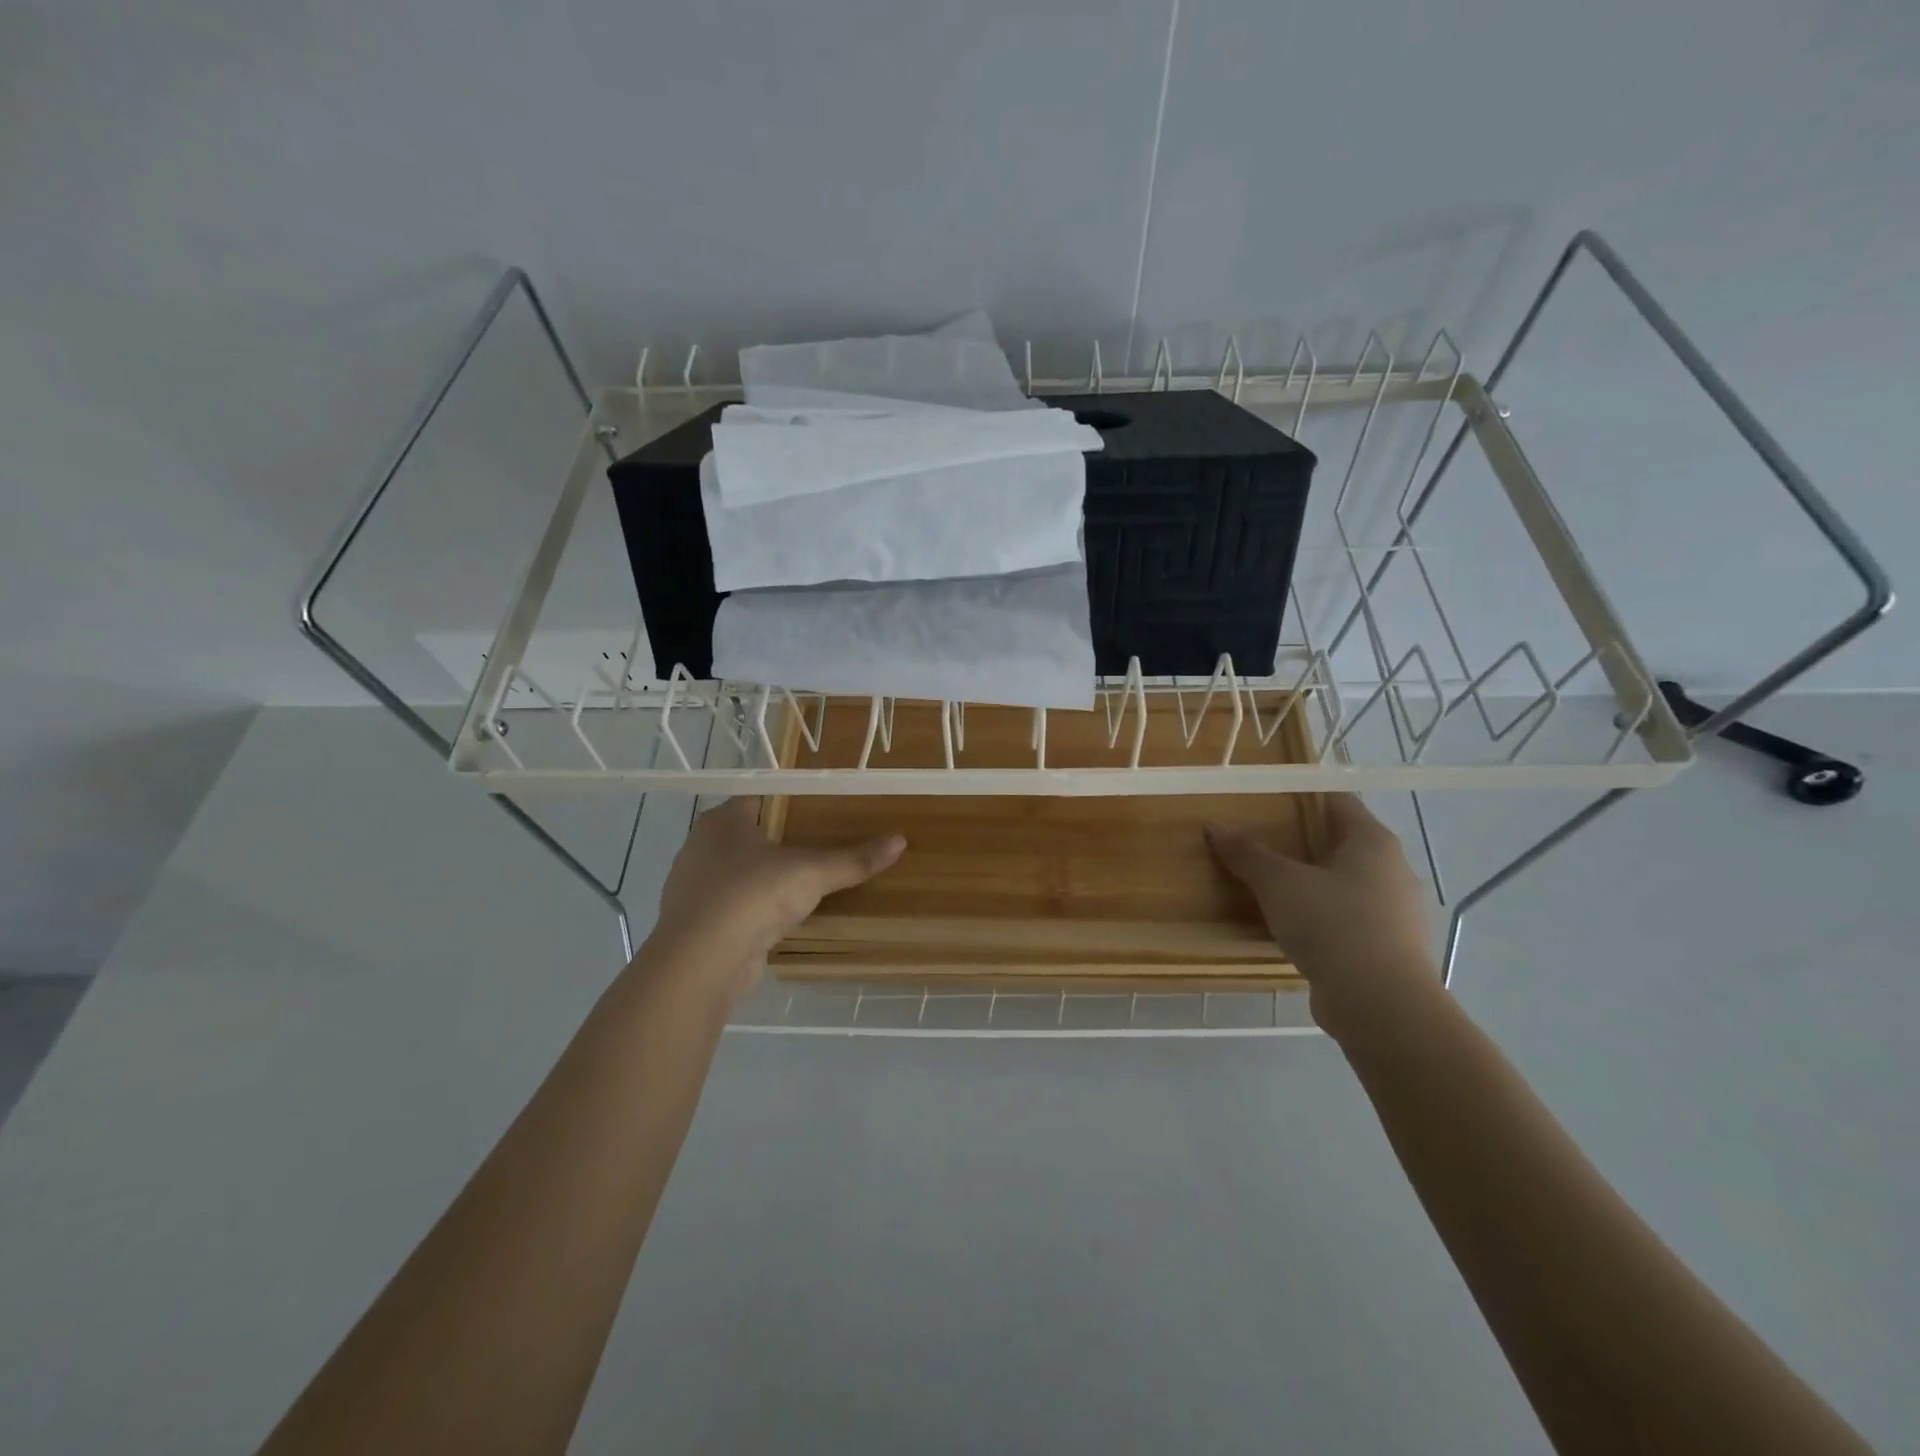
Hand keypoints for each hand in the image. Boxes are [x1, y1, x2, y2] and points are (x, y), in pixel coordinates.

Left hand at [651, 798, 904, 993]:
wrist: (701, 962)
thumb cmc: (752, 896)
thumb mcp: (811, 873)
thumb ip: (853, 859)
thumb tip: (900, 841)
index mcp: (722, 820)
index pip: (757, 796)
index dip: (787, 799)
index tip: (820, 805)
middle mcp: (702, 846)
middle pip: (747, 833)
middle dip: (779, 838)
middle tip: (821, 840)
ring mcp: (695, 886)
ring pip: (738, 871)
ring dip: (765, 876)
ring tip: (805, 879)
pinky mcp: (698, 922)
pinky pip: (733, 906)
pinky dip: (755, 909)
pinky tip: (780, 916)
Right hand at [1205, 795, 1438, 1036]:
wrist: (1382, 1007)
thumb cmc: (1334, 926)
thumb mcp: (1279, 884)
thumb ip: (1247, 853)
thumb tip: (1215, 825)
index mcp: (1373, 842)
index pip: (1338, 801)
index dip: (1302, 795)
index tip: (1266, 799)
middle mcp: (1392, 870)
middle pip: (1341, 842)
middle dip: (1301, 840)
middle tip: (1258, 840)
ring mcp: (1394, 912)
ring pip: (1344, 883)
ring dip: (1310, 882)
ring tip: (1267, 884)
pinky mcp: (1387, 948)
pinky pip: (1347, 919)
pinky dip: (1320, 917)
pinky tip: (1290, 927)